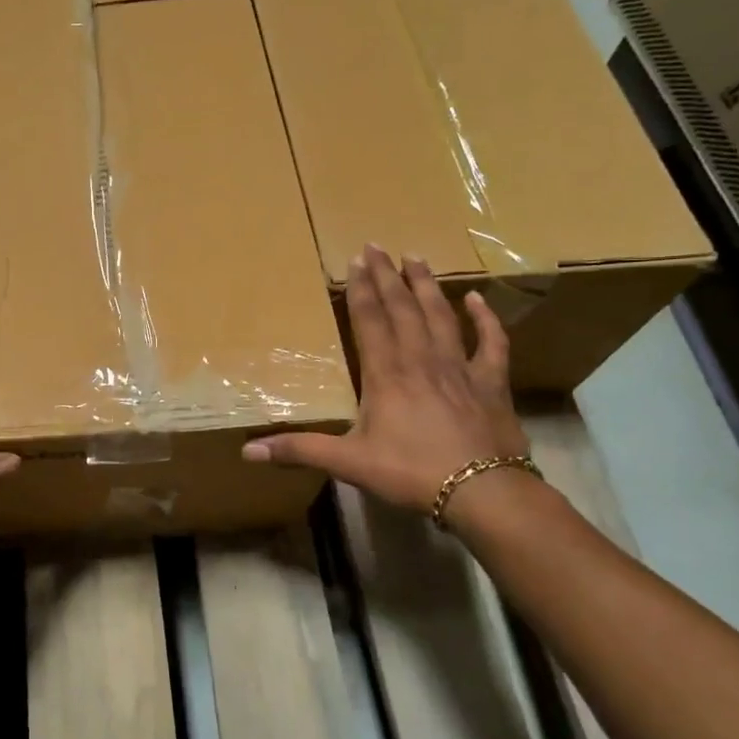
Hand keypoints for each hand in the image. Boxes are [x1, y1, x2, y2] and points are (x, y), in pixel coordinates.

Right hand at [242, 245, 526, 519]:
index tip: (355, 260)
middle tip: (377, 246)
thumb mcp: (349, 463)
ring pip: (440, 316)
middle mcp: (421, 360)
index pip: (370, 321)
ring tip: (416, 257)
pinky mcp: (491, 382)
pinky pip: (490, 343)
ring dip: (426, 286)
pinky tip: (478, 299)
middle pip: (402, 309)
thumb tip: (248, 451)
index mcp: (386, 374)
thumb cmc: (410, 473)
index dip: (360, 289)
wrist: (482, 492)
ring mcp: (459, 367)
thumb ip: (300, 450)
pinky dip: (485, 319)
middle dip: (387, 276)